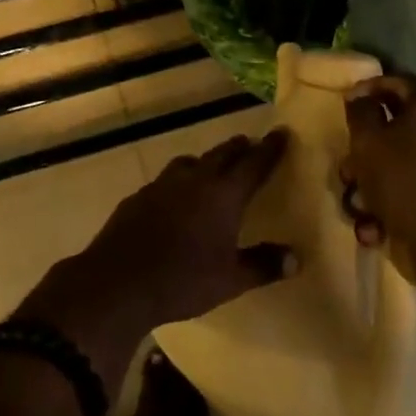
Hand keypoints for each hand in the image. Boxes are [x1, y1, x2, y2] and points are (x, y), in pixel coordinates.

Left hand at [42, 131, 295, 336]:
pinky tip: (175, 198)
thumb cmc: (182, 281)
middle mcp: (195, 180)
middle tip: (250, 145)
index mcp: (223, 195)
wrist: (118, 283)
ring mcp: (162, 185)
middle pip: (222, 154)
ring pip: (190, 162)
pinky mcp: (138, 197)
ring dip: (206, 161)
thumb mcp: (230, 280)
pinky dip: (179, 182)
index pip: (254, 163)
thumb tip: (297, 258)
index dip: (270, 148)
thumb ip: (263, 266)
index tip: (282, 132)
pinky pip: (165, 180)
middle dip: (239, 148)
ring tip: (212, 169)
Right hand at [343, 75, 415, 261]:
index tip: (347, 102)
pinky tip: (373, 229)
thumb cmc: (404, 177)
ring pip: (397, 167)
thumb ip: (360, 113)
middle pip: (394, 130)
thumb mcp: (368, 140)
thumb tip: (359, 97)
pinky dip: (387, 210)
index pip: (399, 83)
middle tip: (347, 167)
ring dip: (370, 186)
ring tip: (357, 207)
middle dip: (364, 152)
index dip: (370, 87)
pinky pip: (408, 194)